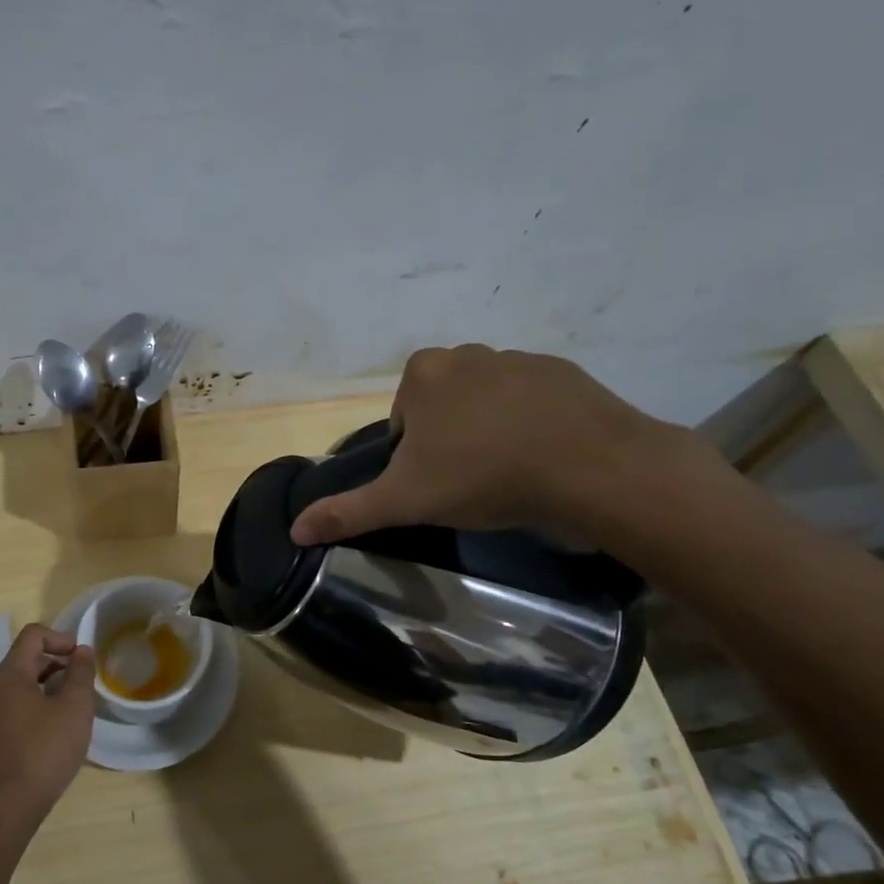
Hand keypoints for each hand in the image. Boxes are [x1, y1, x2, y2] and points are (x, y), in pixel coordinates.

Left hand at [0, 624, 96, 820]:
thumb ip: (80, 674)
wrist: (7, 806)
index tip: (83, 659)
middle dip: (60, 662)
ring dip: (53, 685)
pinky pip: (22, 706)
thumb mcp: (73, 708)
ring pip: (26, 684)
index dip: (61, 638)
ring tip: (78, 706)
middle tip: (86, 682)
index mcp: (11, 674)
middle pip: (28, 658)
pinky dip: (43, 705)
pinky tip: (62, 729)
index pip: (33, 635)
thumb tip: (81, 650)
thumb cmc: (44, 750)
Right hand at [290, 346, 705, 545]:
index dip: (412, 455)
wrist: (590, 468)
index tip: (434, 483)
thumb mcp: (405, 501)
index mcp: (423, 374)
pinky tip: (543, 457)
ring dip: (488, 430)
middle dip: (448, 439)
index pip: (402, 419)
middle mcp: (467, 354)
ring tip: (508, 472)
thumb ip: (348, 512)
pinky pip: (531, 399)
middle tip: (468, 481)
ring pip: (486, 401)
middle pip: (442, 405)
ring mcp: (519, 358)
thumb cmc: (483, 477)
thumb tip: (294, 530)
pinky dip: (530, 423)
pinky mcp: (563, 372)